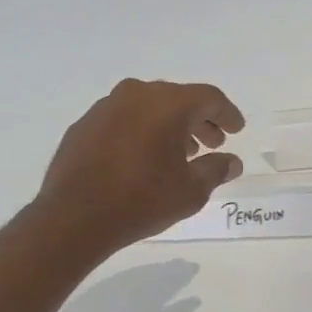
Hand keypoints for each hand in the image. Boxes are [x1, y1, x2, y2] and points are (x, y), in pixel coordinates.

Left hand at [35, 78, 245, 252]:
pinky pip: (124, 119)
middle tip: (213, 143)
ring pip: (149, 107)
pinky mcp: (85, 124)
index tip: (237, 129)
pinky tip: (144, 157)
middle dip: (199, 120)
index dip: (227, 113)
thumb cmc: (142, 201)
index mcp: (168, 104)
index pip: (209, 97)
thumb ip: (216, 170)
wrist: (75, 217)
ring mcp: (106, 106)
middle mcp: (137, 94)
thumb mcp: (190, 191)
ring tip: (181, 153)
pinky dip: (141, 131)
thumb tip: (231, 161)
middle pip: (178, 99)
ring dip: (169, 125)